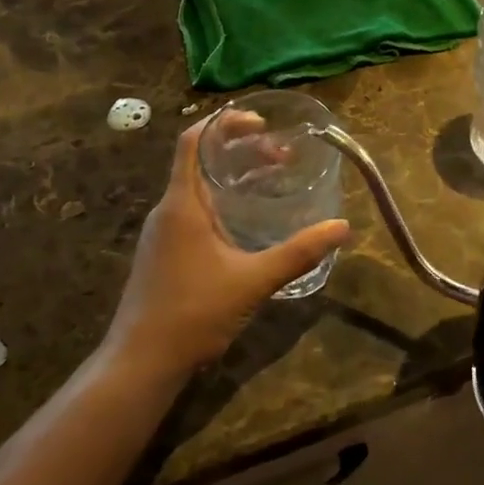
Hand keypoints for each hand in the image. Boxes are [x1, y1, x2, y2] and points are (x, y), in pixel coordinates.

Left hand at [103, 119, 348, 384]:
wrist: (141, 362)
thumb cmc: (193, 312)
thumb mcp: (253, 280)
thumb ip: (299, 252)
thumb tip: (342, 227)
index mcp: (183, 204)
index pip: (193, 141)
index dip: (224, 122)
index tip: (260, 122)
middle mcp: (168, 211)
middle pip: (200, 161)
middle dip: (240, 150)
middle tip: (280, 156)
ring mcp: (163, 233)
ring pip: (198, 188)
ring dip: (232, 177)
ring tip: (270, 181)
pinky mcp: (164, 253)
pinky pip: (194, 211)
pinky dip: (223, 201)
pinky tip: (247, 222)